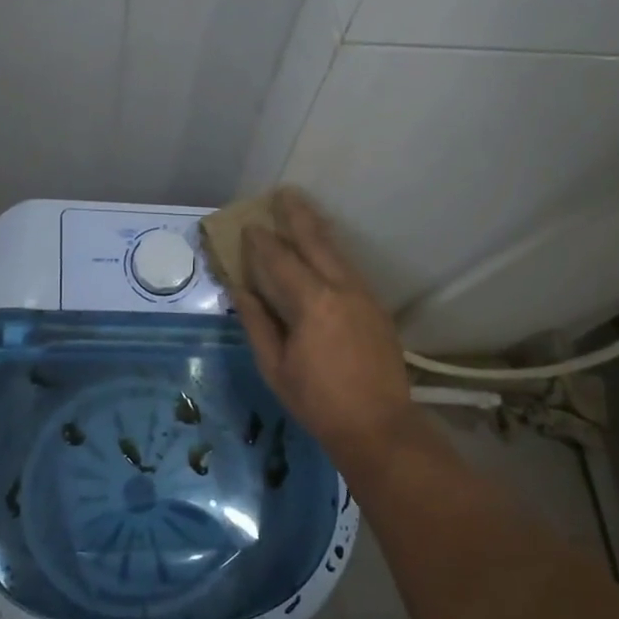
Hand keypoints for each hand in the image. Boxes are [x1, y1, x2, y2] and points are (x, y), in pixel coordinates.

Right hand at [233, 189, 422, 460]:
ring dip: (318, 229)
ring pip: (337, 251)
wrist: (378, 425)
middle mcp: (341, 288)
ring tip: (303, 210)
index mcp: (311, 303)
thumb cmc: (317, 402)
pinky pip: (349, 268)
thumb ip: (257, 323)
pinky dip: (333, 252)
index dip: (262, 242)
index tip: (250, 225)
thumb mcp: (275, 367)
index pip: (281, 261)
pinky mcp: (376, 306)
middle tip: (283, 193)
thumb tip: (240, 290)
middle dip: (297, 216)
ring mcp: (364, 295)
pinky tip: (324, 250)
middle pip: (316, 241)